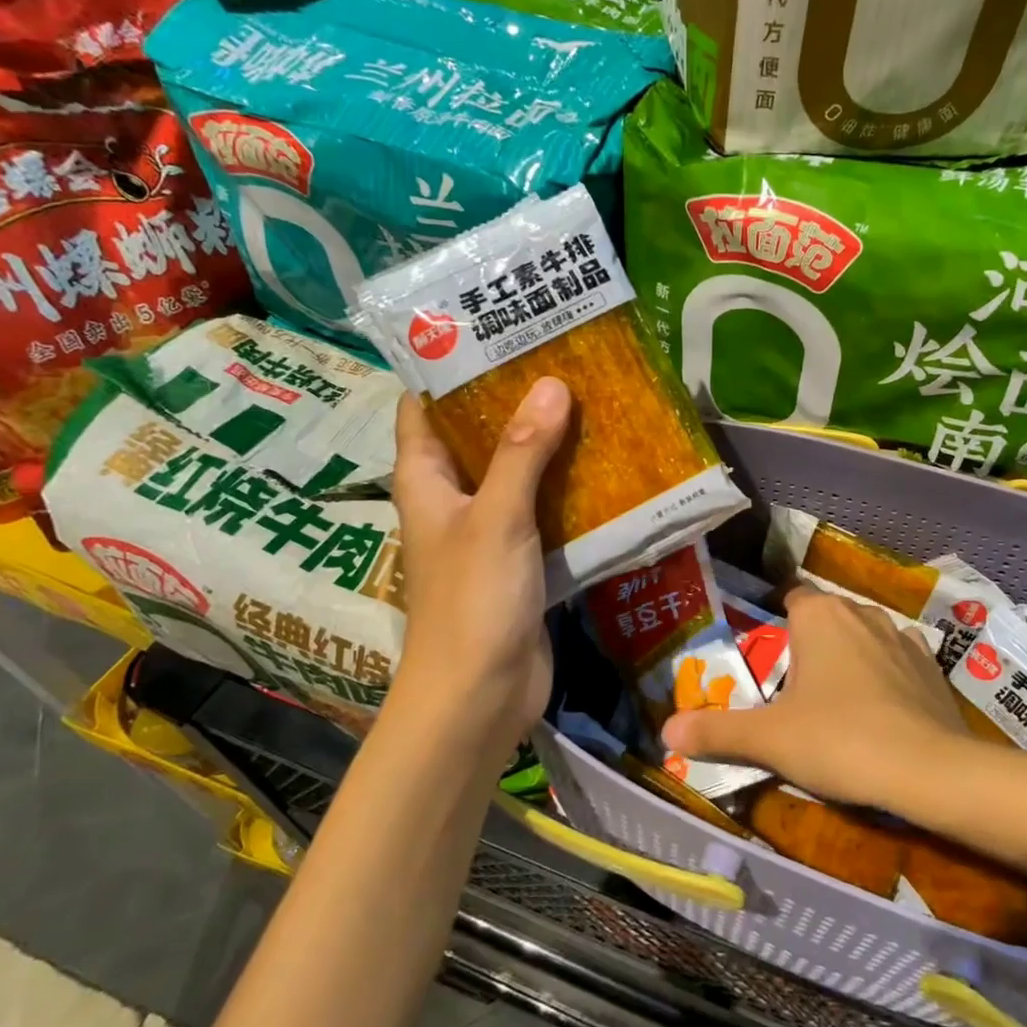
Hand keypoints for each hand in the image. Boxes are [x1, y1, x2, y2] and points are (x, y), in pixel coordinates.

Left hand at [388, 378, 571, 751]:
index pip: (423, 406)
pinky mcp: (518, 560)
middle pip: (476, 435)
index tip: (494, 330)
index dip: (448, 366)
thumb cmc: (472, 601)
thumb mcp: (497, 518)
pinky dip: (564, 488)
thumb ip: (523, 453)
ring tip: (590, 399)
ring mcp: (485, 531)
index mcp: (425, 480)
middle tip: (561, 358)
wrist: (479, 697)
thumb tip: (551, 384)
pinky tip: (603, 466)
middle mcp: (451, 499)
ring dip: (545, 443)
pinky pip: (541, 511)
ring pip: (514, 472)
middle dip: (512, 400)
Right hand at [661, 588, 969, 808]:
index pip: (790, 597)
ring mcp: (903, 637)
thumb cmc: (838, 739)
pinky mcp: (933, 668)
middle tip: (793, 687)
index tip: (768, 656)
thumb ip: (717, 732)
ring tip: (837, 699)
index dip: (777, 622)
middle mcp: (861, 613)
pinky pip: (898, 660)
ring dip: (851, 656)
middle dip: (811, 642)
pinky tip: (881, 709)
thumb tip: (665, 732)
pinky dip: (887, 675)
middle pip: (827, 617)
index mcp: (819, 615)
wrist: (929, 771)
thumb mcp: (769, 739)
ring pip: (865, 636)